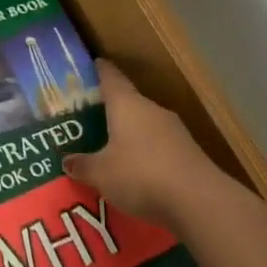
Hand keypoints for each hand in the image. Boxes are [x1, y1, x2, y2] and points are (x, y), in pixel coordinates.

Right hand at [63, 61, 226, 231]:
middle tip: (90, 118)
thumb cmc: (140, 175)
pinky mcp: (189, 154)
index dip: (100, 70)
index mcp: (127, 105)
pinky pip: (159, 147)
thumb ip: (83, 165)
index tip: (92, 64)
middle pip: (129, 102)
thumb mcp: (101, 174)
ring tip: (110, 148)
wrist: (199, 201)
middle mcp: (152, 110)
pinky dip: (146, 155)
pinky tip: (136, 173)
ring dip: (129, 134)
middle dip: (111, 109)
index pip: (111, 77)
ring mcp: (175, 131)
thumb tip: (66, 161)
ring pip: (145, 126)